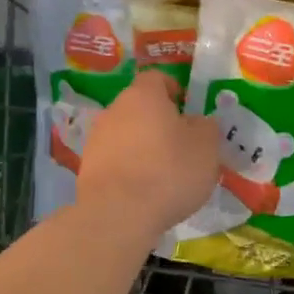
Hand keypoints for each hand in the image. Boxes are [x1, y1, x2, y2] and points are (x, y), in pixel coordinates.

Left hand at [75, 71, 221, 242]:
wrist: (118, 214)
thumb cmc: (168, 171)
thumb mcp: (206, 147)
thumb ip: (206, 127)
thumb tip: (197, 122)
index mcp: (143, 96)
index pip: (157, 78)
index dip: (174, 89)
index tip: (188, 109)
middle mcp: (114, 110)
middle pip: (139, 107)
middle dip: (159, 121)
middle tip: (181, 144)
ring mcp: (96, 140)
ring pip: (126, 134)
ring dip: (142, 146)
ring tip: (162, 173)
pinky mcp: (87, 168)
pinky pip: (115, 160)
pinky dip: (129, 169)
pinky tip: (143, 191)